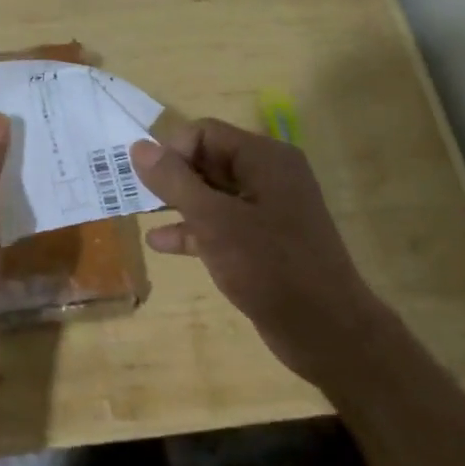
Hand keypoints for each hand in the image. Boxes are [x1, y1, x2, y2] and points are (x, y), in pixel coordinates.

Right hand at [128, 119, 375, 383]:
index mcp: (265, 158)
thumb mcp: (213, 221)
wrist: (326, 332)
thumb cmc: (269, 266)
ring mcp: (269, 209)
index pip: (205, 132)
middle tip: (138, 197)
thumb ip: (174, 181)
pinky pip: (223, 223)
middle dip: (172, 177)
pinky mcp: (266, 241)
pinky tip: (162, 244)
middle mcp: (269, 175)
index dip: (173, 151)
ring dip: (179, 203)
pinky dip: (194, 229)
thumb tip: (138, 147)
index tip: (150, 183)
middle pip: (209, 159)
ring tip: (142, 215)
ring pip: (213, 193)